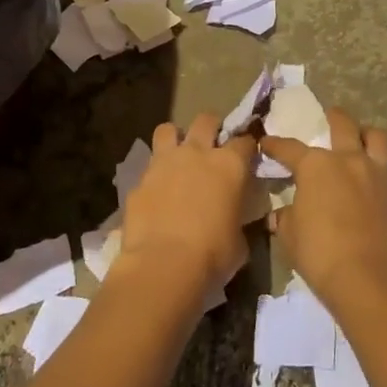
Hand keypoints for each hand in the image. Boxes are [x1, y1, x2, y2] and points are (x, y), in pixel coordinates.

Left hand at [117, 113, 255, 296]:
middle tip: (212, 144)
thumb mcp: (239, 241)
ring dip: (175, 138)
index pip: (245, 141)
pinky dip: (154, 175)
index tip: (247, 156)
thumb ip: (237, 219)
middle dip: (212, 127)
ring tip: (178, 156)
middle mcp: (197, 153)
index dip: (247, 147)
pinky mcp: (139, 180)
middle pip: (206, 120)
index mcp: (229, 165)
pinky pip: (148, 167)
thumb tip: (233, 220)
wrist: (163, 266)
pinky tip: (157, 193)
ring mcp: (164, 163)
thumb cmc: (213, 255)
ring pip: (168, 129)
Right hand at [261, 108, 386, 307]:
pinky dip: (384, 165)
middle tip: (330, 115)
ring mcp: (377, 173)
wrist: (368, 279)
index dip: (275, 145)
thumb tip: (281, 214)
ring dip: (368, 134)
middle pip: (343, 125)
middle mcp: (348, 160)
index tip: (266, 142)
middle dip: (333, 117)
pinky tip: (378, 175)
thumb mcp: (290, 236)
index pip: (290, 148)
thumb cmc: (320, 253)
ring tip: (363, 138)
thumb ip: (286, 218)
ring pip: (377, 137)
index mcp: (316, 165)